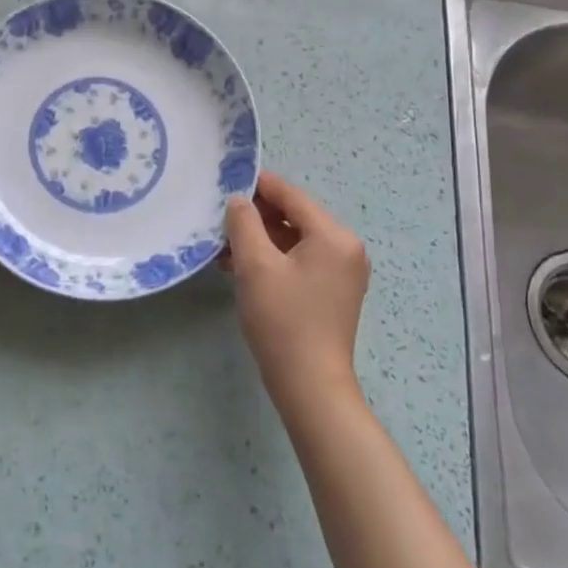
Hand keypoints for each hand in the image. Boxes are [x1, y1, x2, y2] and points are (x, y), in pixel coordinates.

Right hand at [224, 172, 369, 403]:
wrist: (310, 386)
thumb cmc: (283, 320)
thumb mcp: (256, 265)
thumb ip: (244, 223)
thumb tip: (239, 200)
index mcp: (334, 236)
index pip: (292, 196)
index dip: (259, 186)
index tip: (227, 180)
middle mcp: (346, 248)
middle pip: (295, 217)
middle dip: (257, 216)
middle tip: (221, 219)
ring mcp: (342, 272)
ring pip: (295, 240)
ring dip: (261, 239)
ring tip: (224, 246)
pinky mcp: (333, 292)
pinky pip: (300, 261)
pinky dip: (273, 259)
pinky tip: (242, 267)